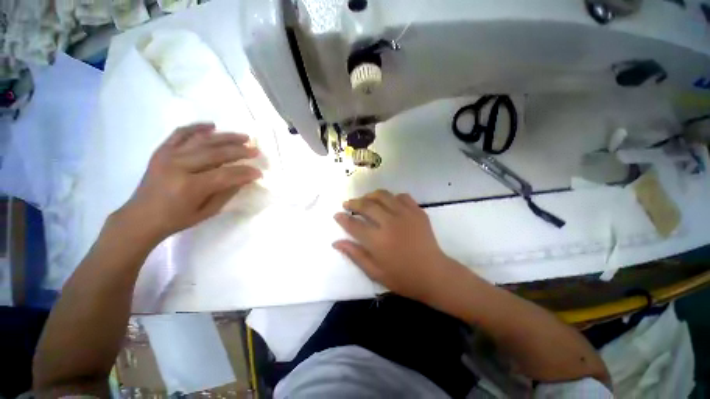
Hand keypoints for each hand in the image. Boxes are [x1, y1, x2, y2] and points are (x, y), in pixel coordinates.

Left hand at [118, 123, 261, 242]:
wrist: (141, 217)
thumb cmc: (177, 219)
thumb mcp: (207, 211)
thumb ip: (227, 192)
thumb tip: (244, 178)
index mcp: (190, 186)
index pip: (225, 174)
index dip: (244, 172)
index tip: (259, 172)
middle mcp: (178, 166)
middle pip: (215, 153)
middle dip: (239, 151)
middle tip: (255, 150)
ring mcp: (168, 156)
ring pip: (202, 140)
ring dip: (225, 137)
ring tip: (243, 137)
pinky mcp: (161, 151)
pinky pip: (180, 133)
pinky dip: (197, 127)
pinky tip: (212, 126)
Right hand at [333, 190, 465, 301]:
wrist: (434, 274)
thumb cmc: (403, 277)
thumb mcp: (375, 272)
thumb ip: (355, 255)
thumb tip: (336, 242)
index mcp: (378, 241)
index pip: (354, 225)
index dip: (342, 219)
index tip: (337, 214)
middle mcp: (390, 223)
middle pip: (367, 205)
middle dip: (353, 203)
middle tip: (348, 204)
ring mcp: (405, 215)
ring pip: (383, 196)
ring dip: (370, 195)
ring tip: (365, 199)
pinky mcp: (418, 212)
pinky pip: (402, 196)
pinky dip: (392, 197)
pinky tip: (389, 202)